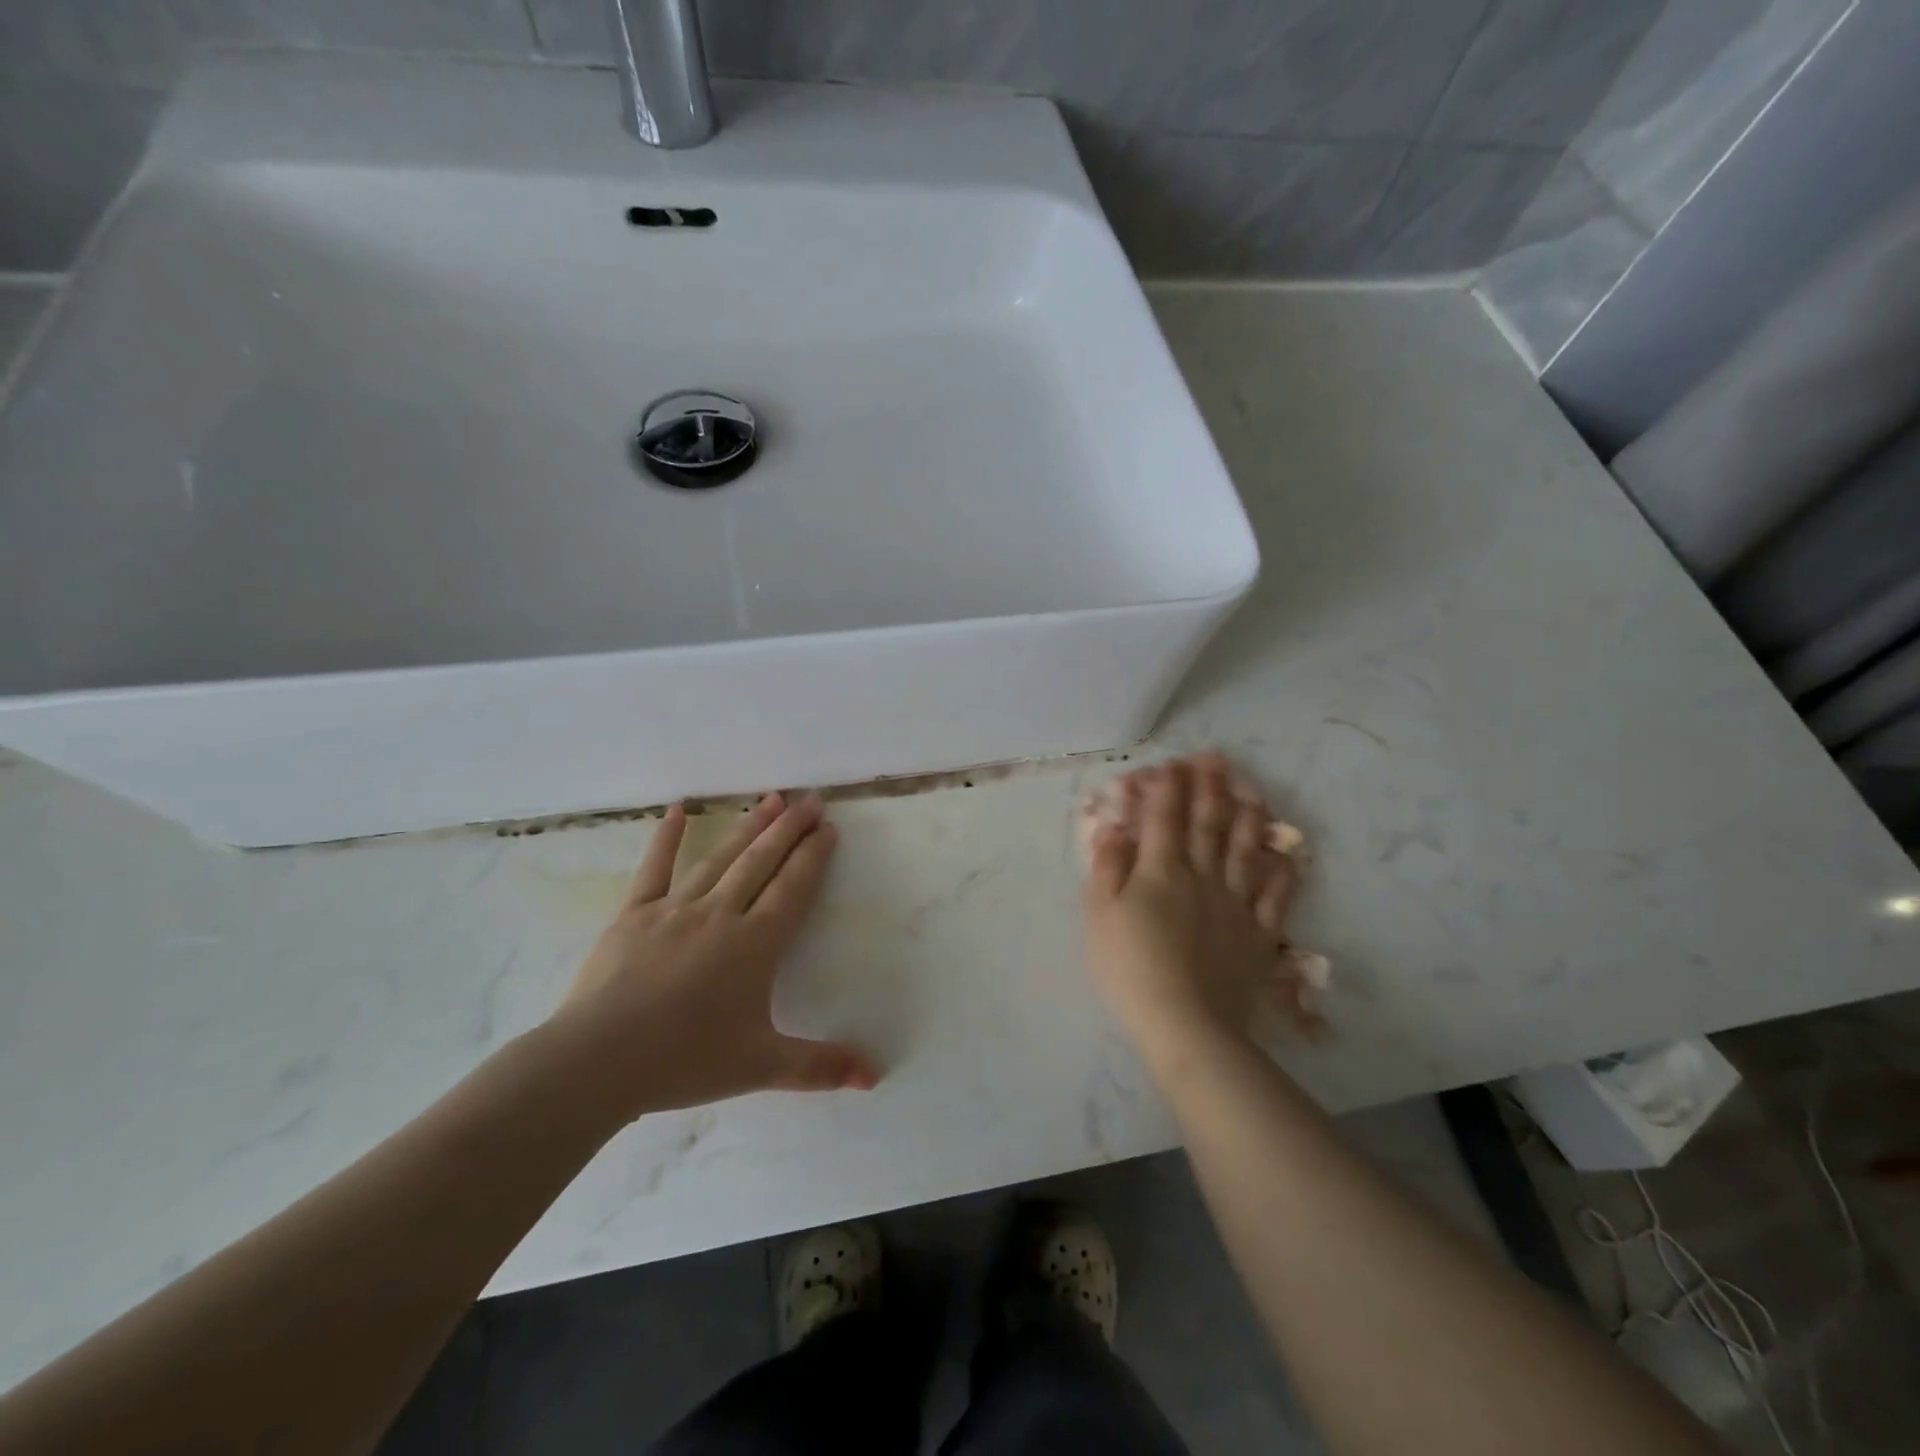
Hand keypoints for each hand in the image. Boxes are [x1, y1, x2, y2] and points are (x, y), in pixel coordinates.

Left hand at [544, 792, 878, 1121]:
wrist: (598, 1063)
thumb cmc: (685, 1061)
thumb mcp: (761, 1066)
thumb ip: (820, 1067)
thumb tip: (875, 1077)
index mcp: (755, 944)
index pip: (793, 888)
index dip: (813, 855)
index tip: (829, 827)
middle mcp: (721, 915)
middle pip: (762, 862)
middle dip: (790, 829)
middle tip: (810, 800)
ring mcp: (675, 909)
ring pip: (720, 858)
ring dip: (748, 827)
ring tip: (770, 799)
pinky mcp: (634, 914)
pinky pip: (654, 869)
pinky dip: (665, 839)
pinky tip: (676, 810)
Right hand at [1081, 754, 1298, 1062]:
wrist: (1185, 1024)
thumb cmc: (1130, 967)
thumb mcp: (1099, 916)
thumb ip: (1107, 868)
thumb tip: (1114, 830)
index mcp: (1161, 870)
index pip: (1164, 817)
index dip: (1167, 787)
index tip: (1171, 764)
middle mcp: (1202, 876)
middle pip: (1207, 824)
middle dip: (1209, 787)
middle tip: (1215, 758)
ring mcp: (1235, 905)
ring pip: (1244, 851)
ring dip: (1248, 818)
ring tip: (1252, 791)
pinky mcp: (1258, 936)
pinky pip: (1275, 898)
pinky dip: (1281, 874)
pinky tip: (1285, 857)